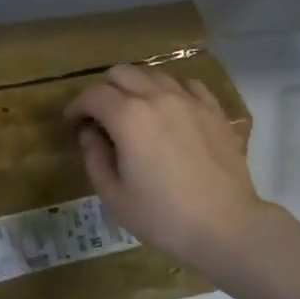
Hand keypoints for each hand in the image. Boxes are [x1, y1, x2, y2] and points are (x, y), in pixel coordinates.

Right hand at [64, 64, 268, 267]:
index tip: (73, 123)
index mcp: (128, 117)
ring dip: (136, 86)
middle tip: (101, 116)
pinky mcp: (214, 110)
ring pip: (154, 73)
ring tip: (135, 111)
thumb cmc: (164, 217)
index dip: (77, 106)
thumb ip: (95, 158)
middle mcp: (157, 97)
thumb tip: (90, 133)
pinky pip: (187, 84)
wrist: (226, 226)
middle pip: (122, 73)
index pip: (93, 94)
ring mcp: (189, 100)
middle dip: (104, 90)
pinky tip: (171, 110)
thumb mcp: (115, 197)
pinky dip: (171, 90)